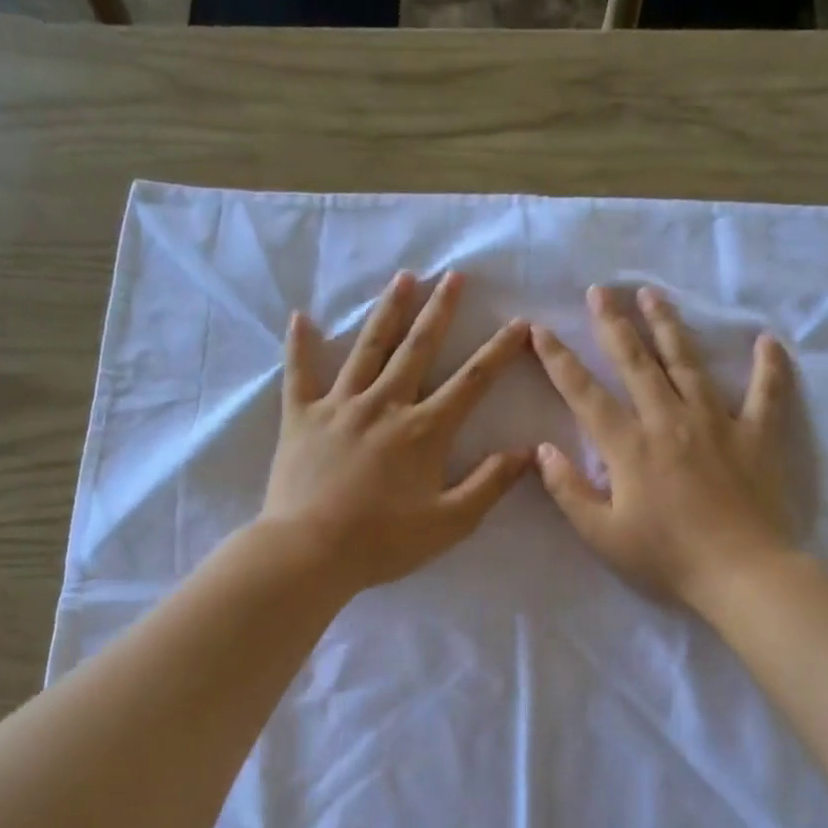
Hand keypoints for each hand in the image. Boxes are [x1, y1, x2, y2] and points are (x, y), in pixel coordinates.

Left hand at [260, 270, 531, 593]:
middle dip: (440, 310)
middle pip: (418, 349)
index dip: (498, 351)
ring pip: (368, 349)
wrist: (309, 552)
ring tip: (403, 278)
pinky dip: (300, 345)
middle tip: (455, 275)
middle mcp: (384, 405)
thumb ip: (490, 484)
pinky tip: (300, 316)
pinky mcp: (301, 417)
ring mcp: (339, 406)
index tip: (518, 323)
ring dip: (388, 311)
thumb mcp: (450, 522)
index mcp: (423, 430)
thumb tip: (527, 451)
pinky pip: (300, 374)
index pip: (471, 381)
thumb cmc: (383, 542)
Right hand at [531, 285, 796, 611]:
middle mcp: (668, 420)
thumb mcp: (602, 535)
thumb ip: (568, 490)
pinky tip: (767, 340)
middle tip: (600, 291)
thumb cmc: (666, 558)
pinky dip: (768, 366)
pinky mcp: (755, 434)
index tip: (539, 329)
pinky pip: (765, 392)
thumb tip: (542, 449)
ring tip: (653, 295)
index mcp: (628, 445)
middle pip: (635, 362)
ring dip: (668, 326)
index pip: (584, 393)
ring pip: (687, 362)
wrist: (741, 572)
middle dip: (613, 324)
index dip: (558, 360)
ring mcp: (715, 422)